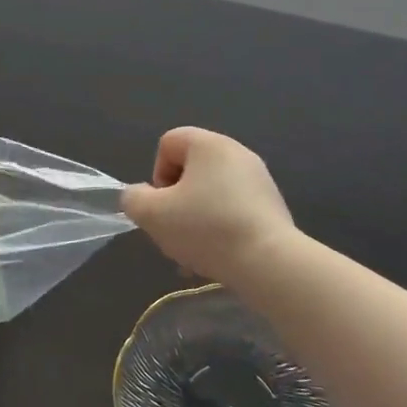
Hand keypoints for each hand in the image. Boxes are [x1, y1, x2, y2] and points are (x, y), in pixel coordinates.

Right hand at [121, 128, 296, 284]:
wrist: (269, 263)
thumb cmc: (206, 228)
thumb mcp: (152, 214)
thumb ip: (134, 199)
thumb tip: (141, 196)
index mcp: (209, 144)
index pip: (168, 143)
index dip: (157, 175)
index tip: (164, 206)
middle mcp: (237, 153)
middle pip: (190, 170)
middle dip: (176, 202)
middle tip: (176, 231)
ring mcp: (259, 180)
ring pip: (211, 194)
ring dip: (196, 219)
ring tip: (196, 252)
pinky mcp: (272, 206)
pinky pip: (233, 210)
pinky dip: (221, 228)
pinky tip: (219, 257)